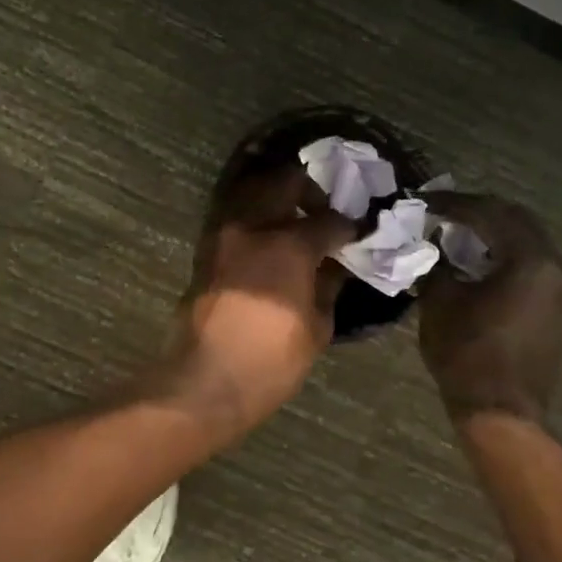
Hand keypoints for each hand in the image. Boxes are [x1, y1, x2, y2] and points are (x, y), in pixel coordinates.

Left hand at [157, 167, 354, 431]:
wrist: (205, 380)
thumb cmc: (270, 361)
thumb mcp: (317, 328)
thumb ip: (328, 285)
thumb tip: (335, 264)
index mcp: (288, 244)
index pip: (328, 220)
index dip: (348, 227)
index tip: (356, 235)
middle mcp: (253, 225)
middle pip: (285, 180)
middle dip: (310, 190)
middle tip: (322, 212)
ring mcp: (223, 233)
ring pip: (252, 188)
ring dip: (276, 194)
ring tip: (293, 218)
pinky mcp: (205, 248)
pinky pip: (233, 213)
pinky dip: (253, 213)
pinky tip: (268, 235)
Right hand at [417, 193, 561, 424]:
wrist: (502, 413)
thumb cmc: (467, 355)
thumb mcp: (439, 302)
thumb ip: (436, 263)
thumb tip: (432, 244)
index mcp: (531, 260)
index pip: (490, 213)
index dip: (454, 204)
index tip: (425, 202)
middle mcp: (558, 268)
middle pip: (517, 221)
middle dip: (479, 213)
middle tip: (444, 213)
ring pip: (529, 243)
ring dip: (494, 235)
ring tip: (458, 236)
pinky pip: (534, 267)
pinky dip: (507, 257)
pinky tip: (480, 264)